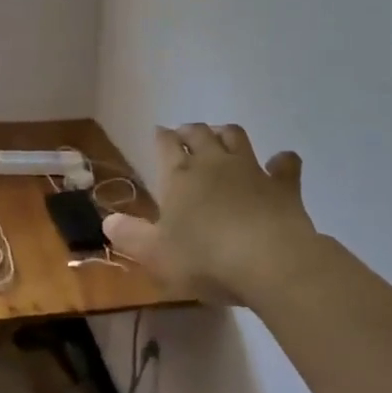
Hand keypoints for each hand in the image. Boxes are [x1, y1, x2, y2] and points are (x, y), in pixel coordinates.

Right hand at [103, 124, 324, 304]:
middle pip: (200, 134)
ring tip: (220, 136)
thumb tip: (107, 222)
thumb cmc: (205, 258)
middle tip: (184, 134)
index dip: (161, 138)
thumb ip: (130, 236)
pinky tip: (279, 162)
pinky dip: (281, 161)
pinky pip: (285, 164)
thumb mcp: (155, 254)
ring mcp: (251, 170)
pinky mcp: (284, 186)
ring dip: (225, 133)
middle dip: (190, 131)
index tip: (159, 133)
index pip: (166, 146)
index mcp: (180, 176)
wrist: (269, 262)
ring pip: (236, 137)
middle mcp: (214, 163)